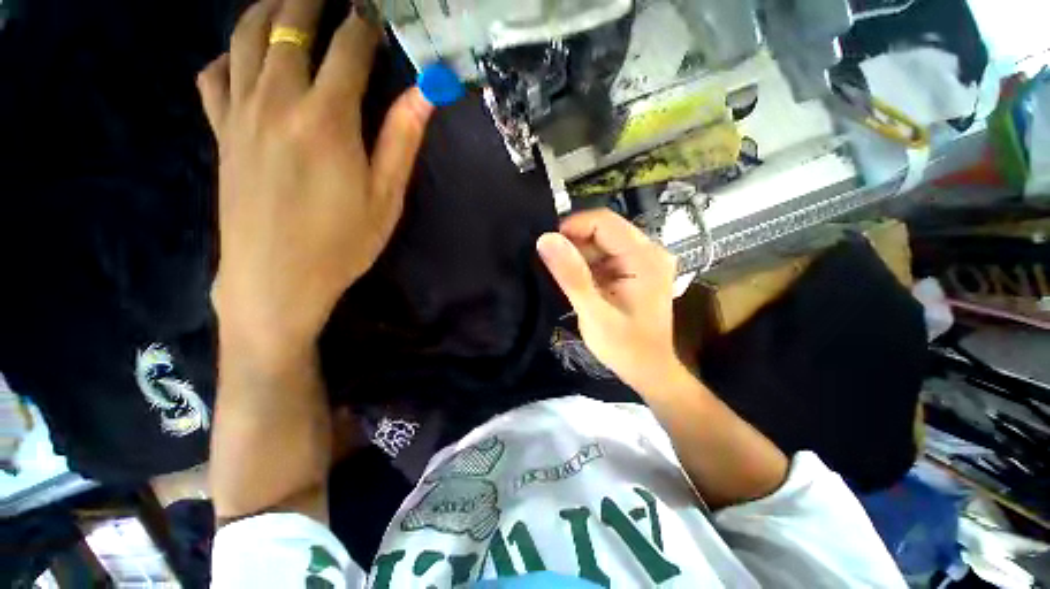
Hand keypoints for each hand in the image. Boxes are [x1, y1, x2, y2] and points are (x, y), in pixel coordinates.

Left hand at [197, 0, 433, 358]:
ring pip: (246, 37)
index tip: (373, 13)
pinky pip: (214, 75)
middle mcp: (277, 100)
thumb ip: (401, 139)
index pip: (347, 50)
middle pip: (289, 25)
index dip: (363, 25)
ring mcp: (240, 113)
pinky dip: (230, 55)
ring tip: (288, 4)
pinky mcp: (220, 133)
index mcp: (327, 119)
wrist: (276, 278)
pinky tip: (246, 60)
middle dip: (312, 0)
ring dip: (268, 9)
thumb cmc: (343, 242)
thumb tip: (425, 93)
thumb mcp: (386, 197)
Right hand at [537, 209, 680, 389]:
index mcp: (645, 258)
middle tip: (553, 265)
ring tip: (564, 276)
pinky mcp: (636, 270)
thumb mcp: (594, 313)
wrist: (649, 370)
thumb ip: (571, 276)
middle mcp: (649, 251)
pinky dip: (588, 264)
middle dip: (575, 243)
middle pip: (604, 230)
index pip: (604, 222)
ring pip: (603, 242)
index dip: (572, 228)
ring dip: (580, 255)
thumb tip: (545, 239)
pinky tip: (579, 281)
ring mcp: (644, 260)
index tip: (548, 247)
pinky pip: (606, 255)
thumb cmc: (625, 347)